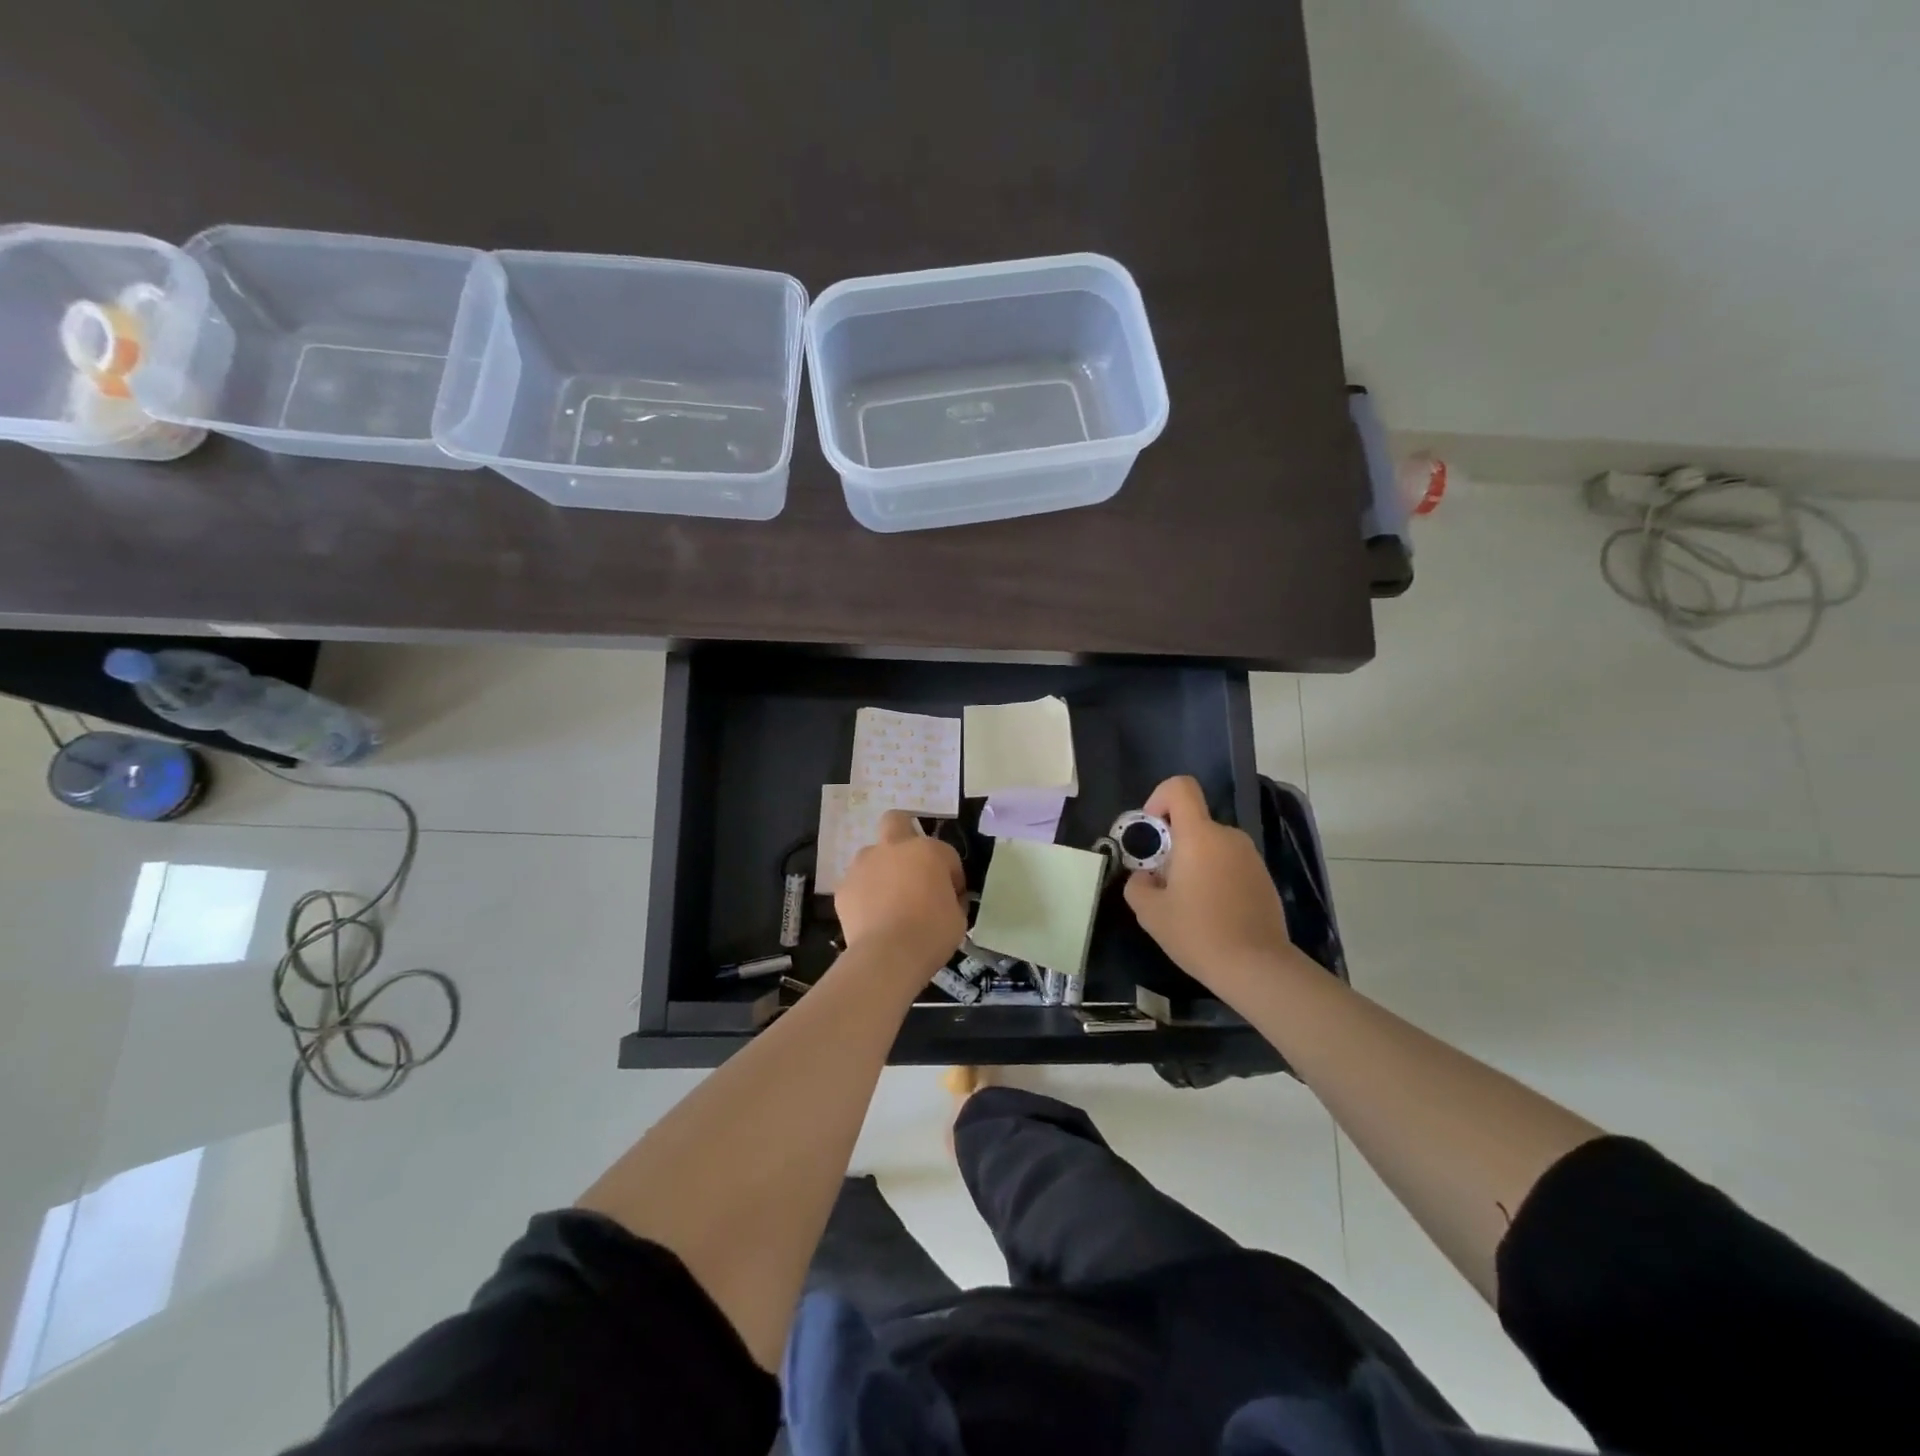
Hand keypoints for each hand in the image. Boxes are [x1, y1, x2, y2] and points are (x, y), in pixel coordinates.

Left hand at [836, 811, 967, 974]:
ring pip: (873, 855)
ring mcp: (864, 865)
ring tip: (889, 899)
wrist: (888, 956)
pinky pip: (858, 884)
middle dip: (904, 834)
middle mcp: (893, 848)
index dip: (952, 875)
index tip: (953, 897)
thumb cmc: (932, 934)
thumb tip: (946, 898)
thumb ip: (952, 899)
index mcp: (928, 851)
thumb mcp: (959, 917)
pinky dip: (865, 894)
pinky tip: (872, 917)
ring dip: (882, 869)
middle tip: (912, 865)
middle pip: (896, 821)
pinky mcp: (844, 887)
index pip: (946, 854)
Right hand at [1124, 776, 1293, 992]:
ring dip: (1194, 863)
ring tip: (1187, 903)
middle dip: (1172, 846)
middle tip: (1163, 884)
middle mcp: (1228, 837)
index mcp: (1199, 835)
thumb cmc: (1197, 932)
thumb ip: (1137, 884)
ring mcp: (1250, 857)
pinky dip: (1215, 877)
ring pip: (1210, 846)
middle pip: (1193, 823)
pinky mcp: (1263, 877)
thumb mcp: (1149, 912)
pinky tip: (1212, 913)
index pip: (1180, 788)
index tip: (1152, 832)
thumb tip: (1145, 877)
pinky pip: (1229, 864)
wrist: (1256, 967)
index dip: (1159, 798)